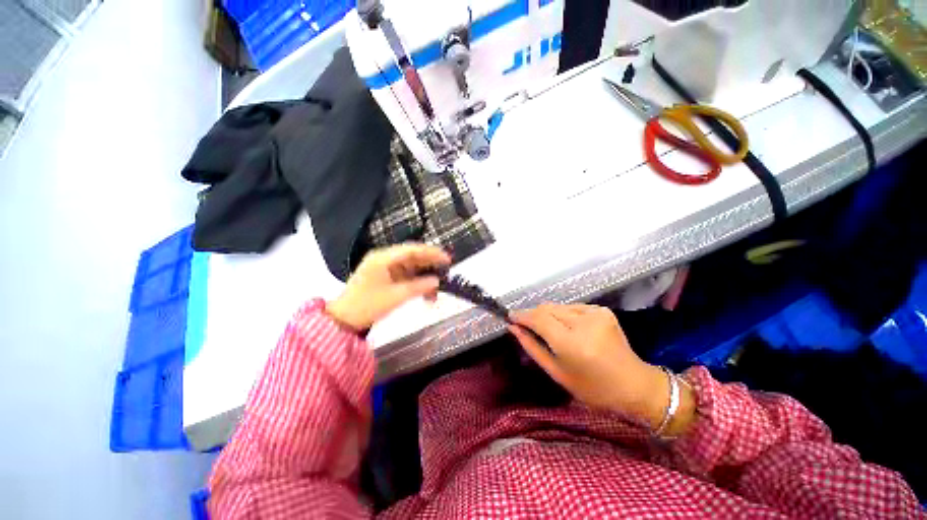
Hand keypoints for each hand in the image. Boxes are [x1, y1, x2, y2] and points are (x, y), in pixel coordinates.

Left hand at [326, 244, 450, 331]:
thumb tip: (436, 281)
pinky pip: (405, 277)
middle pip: (412, 257)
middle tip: (446, 271)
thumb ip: (418, 287)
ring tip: (437, 289)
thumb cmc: (367, 305)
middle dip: (430, 265)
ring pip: (411, 268)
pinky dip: (416, 284)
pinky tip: (426, 294)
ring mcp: (385, 269)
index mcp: (383, 258)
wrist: (343, 320)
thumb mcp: (395, 296)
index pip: (412, 249)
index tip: (447, 259)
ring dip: (424, 277)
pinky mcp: (386, 278)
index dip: (432, 253)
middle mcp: (384, 259)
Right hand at [510, 304, 689, 430]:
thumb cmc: (592, 388)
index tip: (510, 316)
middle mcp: (584, 323)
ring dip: (548, 315)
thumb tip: (513, 328)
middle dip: (533, 315)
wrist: (634, 385)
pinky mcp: (602, 310)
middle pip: (547, 308)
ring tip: (546, 329)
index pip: (538, 319)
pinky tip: (566, 328)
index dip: (522, 316)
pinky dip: (563, 315)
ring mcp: (595, 313)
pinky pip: (572, 308)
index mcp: (572, 343)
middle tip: (524, 324)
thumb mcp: (556, 372)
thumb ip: (532, 346)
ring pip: (558, 306)